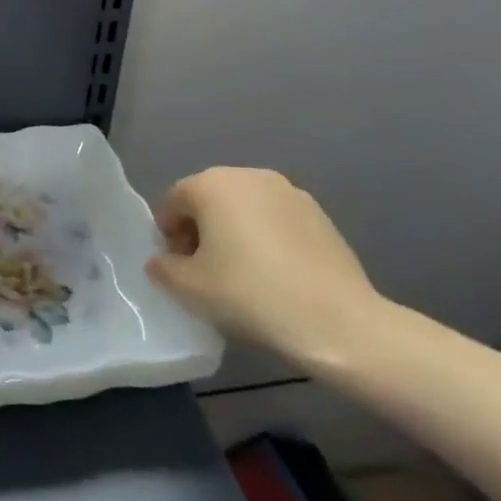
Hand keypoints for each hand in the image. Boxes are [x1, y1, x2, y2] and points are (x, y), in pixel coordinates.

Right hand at [145, 166, 385, 368]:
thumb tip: (163, 261)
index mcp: (212, 184)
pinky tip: (275, 273)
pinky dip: (266, 238)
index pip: (173, 202)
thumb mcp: (188, 288)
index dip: (169, 235)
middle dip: (201, 229)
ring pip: (244, 208)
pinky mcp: (320, 214)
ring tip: (243, 273)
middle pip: (209, 199)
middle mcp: (249, 176)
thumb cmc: (251, 295)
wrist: (338, 323)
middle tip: (207, 270)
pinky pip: (275, 220)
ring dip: (234, 232)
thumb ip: (162, 267)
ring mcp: (290, 192)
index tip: (180, 268)